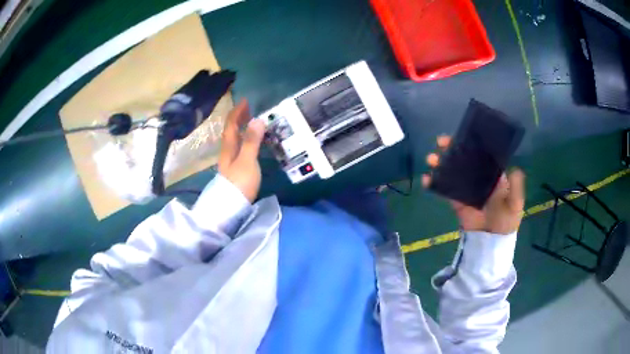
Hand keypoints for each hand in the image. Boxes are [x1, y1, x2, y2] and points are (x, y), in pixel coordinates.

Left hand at [218, 100, 265, 202]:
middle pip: (231, 131)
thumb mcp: (246, 160)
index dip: (237, 112)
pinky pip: (239, 148)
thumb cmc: (238, 183)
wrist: (230, 207)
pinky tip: (252, 144)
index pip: (231, 124)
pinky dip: (245, 140)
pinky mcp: (235, 169)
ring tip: (252, 123)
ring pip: (234, 139)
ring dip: (242, 128)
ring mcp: (230, 161)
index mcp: (229, 147)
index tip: (246, 101)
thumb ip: (251, 141)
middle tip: (249, 109)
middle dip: (239, 118)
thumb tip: (257, 119)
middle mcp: (227, 151)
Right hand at [422, 135, 525, 234]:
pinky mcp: (455, 200)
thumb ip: (516, 188)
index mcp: (491, 174)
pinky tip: (426, 179)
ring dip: (439, 163)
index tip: (460, 136)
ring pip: (451, 171)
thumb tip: (515, 169)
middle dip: (450, 149)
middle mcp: (477, 177)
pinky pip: (443, 189)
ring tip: (431, 159)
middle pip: (462, 159)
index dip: (469, 144)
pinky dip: (434, 183)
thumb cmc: (506, 220)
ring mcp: (465, 188)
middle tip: (440, 142)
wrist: (491, 240)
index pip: (479, 154)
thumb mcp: (515, 203)